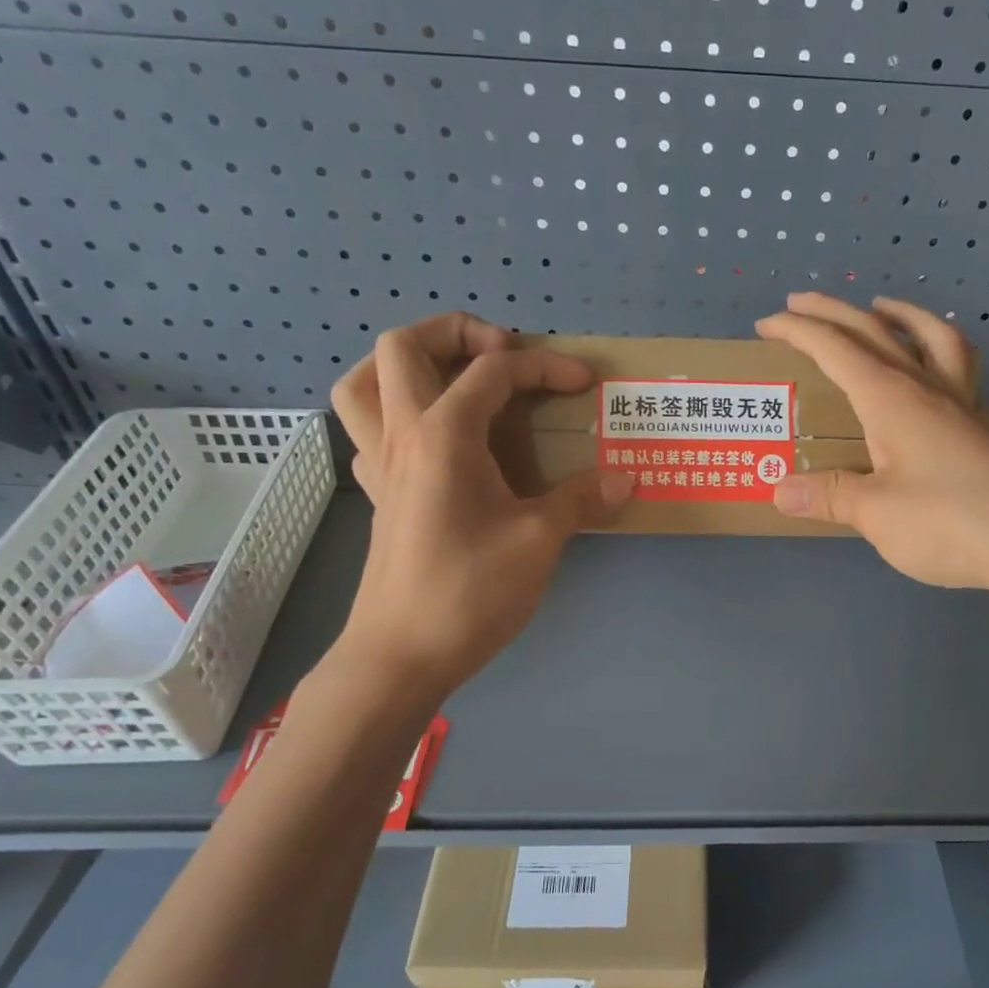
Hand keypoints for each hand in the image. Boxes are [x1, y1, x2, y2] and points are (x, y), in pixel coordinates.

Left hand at [328, 312, 631, 692]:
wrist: (401, 655)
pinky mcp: (379, 495)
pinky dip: (396, 413)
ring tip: (452, 380)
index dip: (545, 366)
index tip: (584, 384)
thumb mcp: (538, 543)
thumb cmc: (469, 593)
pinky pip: (369, 430)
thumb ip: (580, 501)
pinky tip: (436, 441)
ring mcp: (380, 465)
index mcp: (443, 435)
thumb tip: (623, 478)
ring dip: (406, 366)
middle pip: (402, 346)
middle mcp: (402, 435)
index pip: (493, 371)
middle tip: (502, 354)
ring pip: (364, 383)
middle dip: (454, 332)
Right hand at [758, 293, 988, 595]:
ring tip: (884, 310)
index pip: (835, 349)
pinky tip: (943, 382)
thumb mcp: (875, 513)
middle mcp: (926, 389)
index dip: (798, 331)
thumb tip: (780, 490)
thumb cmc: (948, 522)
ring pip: (934, 340)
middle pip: (876, 333)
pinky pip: (966, 380)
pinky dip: (947, 364)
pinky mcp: (984, 432)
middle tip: (799, 302)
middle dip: (833, 313)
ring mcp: (962, 407)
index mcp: (891, 399)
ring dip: (903, 316)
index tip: (765, 323)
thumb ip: (829, 496)